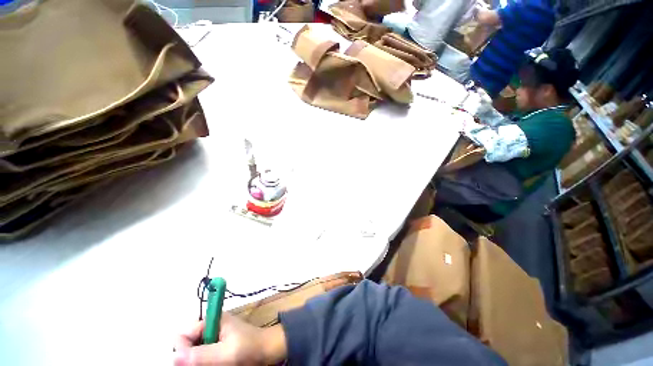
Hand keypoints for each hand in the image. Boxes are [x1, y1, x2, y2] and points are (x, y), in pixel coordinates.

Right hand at [173, 313, 286, 365]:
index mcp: (212, 320)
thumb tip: (174, 356)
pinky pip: (201, 355)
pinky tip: (213, 364)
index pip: (183, 333)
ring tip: (212, 364)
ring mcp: (212, 336)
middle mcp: (209, 326)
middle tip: (204, 364)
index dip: (182, 349)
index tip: (189, 362)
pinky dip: (203, 362)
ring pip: (192, 351)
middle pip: (186, 343)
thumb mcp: (226, 353)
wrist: (267, 350)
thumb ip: (201, 355)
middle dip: (190, 357)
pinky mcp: (216, 345)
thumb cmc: (249, 348)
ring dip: (197, 361)